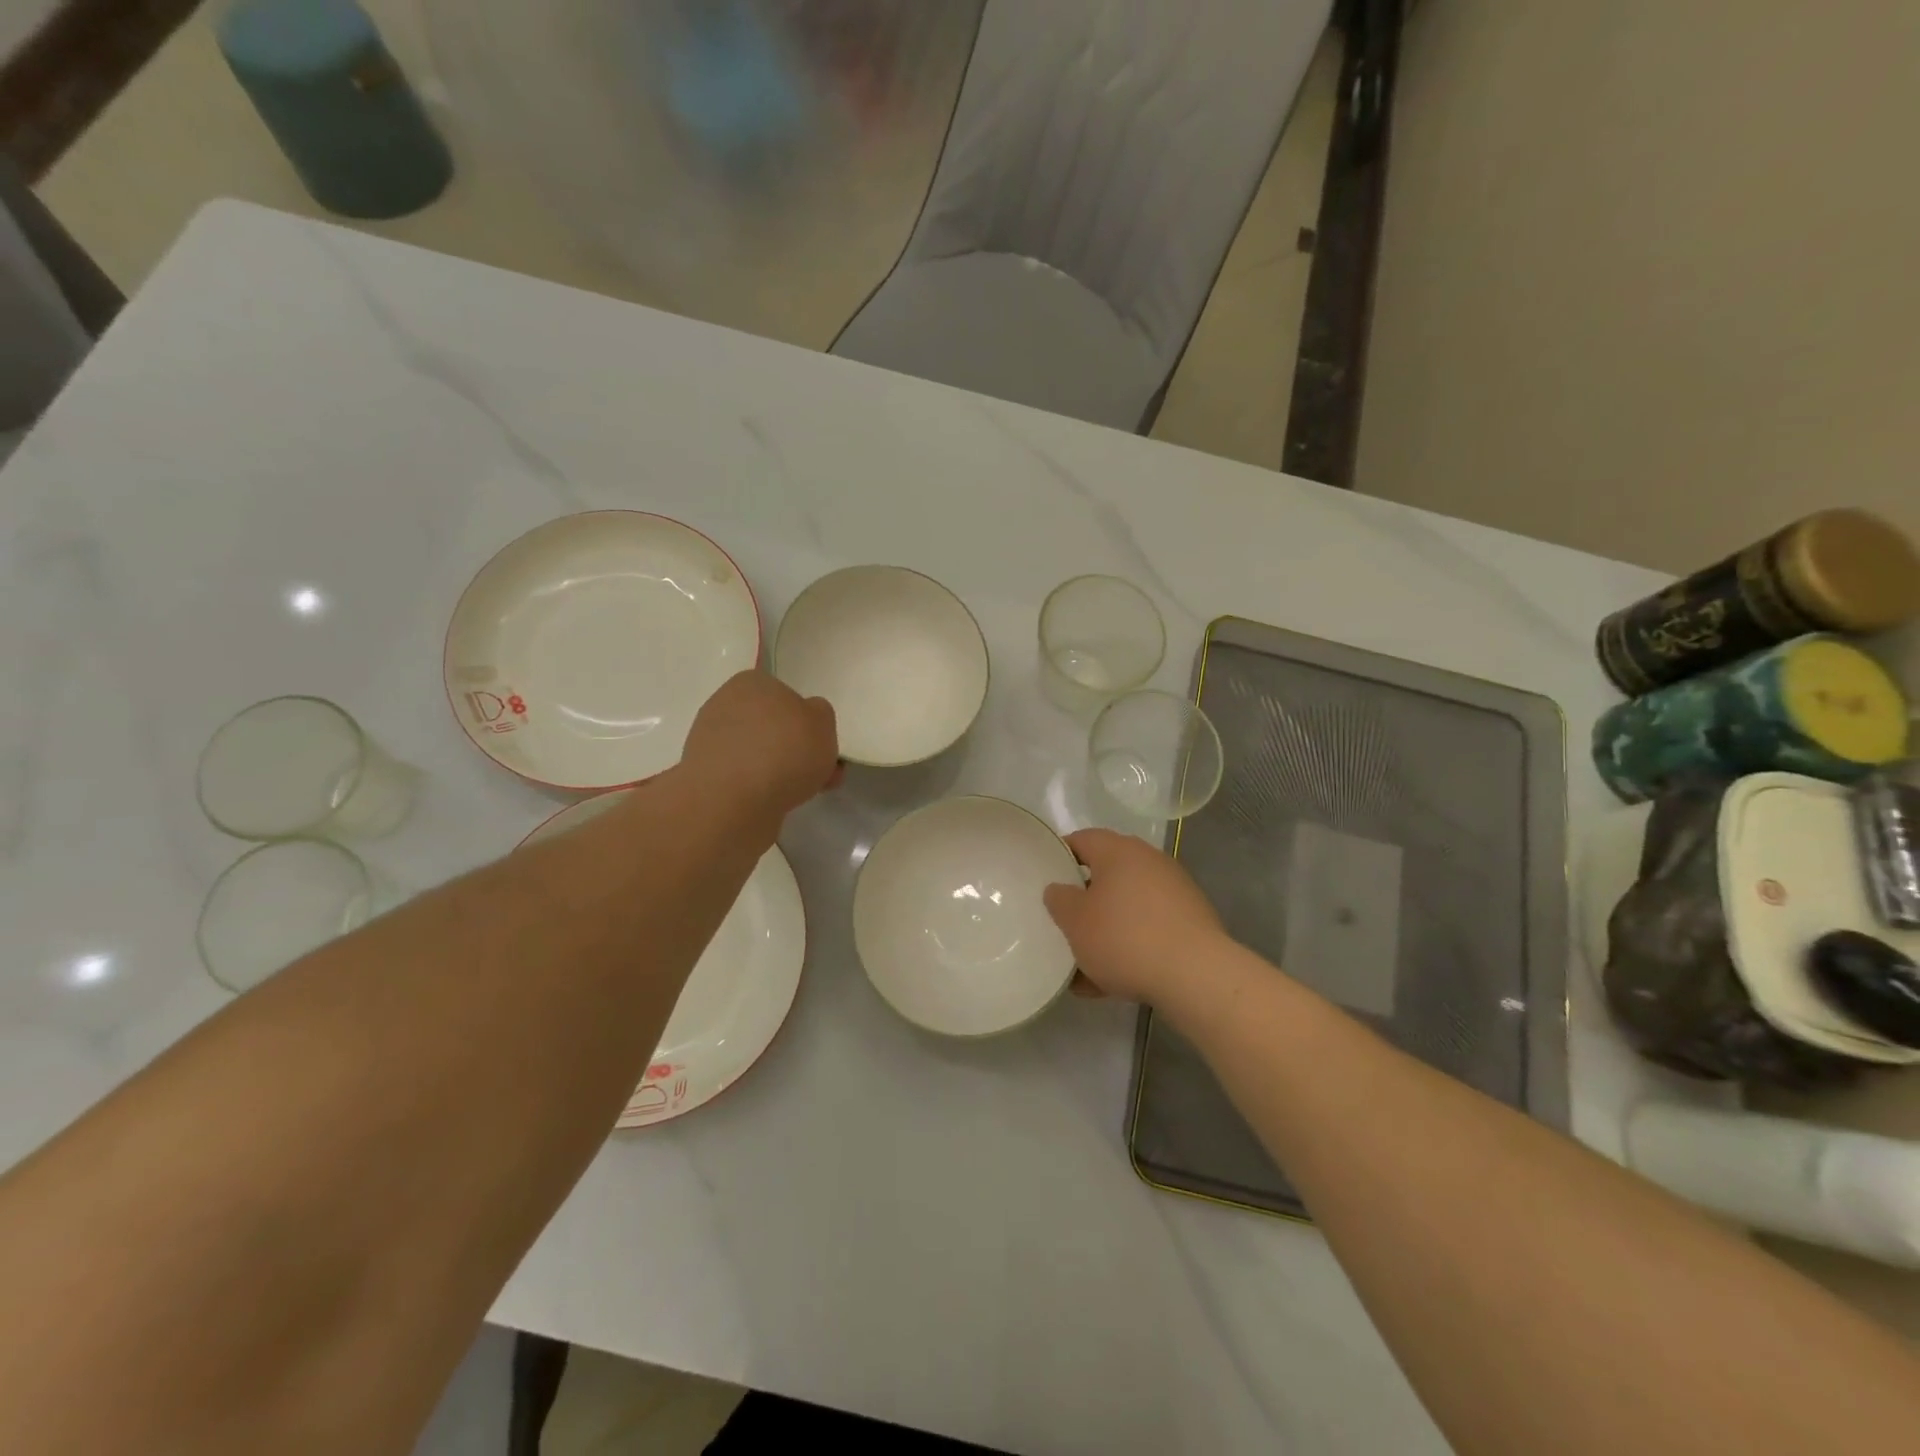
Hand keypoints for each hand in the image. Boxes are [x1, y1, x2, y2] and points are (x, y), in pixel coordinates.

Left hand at [681, 671, 840, 822]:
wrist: (733, 801)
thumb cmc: (784, 751)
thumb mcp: (824, 722)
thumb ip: (819, 714)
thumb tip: (805, 719)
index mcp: (752, 683)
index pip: (784, 695)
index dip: (806, 721)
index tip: (819, 744)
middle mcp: (725, 705)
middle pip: (771, 726)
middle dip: (794, 749)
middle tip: (818, 772)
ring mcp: (709, 741)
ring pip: (757, 753)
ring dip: (779, 770)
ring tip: (802, 793)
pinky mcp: (704, 775)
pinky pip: (743, 777)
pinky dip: (759, 788)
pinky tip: (776, 802)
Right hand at [1043, 829, 1226, 1003]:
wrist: (1196, 975)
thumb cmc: (1124, 938)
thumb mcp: (1075, 920)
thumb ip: (1059, 900)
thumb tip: (1059, 889)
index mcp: (1118, 851)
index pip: (1082, 840)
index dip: (1060, 857)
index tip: (1045, 880)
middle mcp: (1149, 862)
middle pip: (1107, 875)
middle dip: (1084, 900)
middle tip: (1064, 923)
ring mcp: (1175, 891)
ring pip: (1127, 907)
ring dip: (1106, 930)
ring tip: (1084, 965)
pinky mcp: (1191, 922)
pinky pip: (1149, 929)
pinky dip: (1130, 947)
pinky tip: (1113, 982)